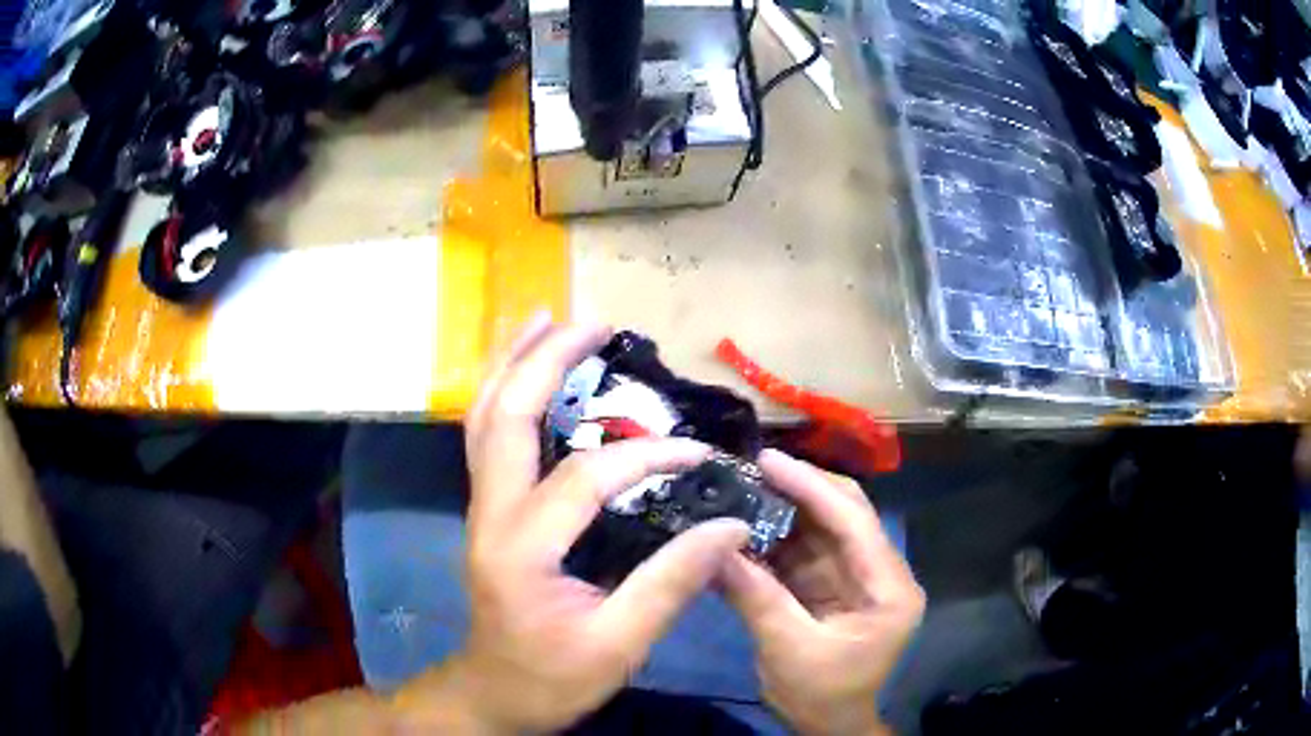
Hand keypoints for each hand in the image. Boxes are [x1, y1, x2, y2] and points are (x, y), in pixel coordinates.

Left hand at [418, 318, 751, 732]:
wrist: (492, 694)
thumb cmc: (551, 678)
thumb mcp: (617, 646)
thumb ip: (671, 584)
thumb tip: (730, 525)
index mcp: (523, 547)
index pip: (587, 478)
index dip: (647, 456)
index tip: (700, 452)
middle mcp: (492, 513)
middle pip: (506, 416)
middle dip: (547, 362)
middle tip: (593, 324)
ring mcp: (482, 508)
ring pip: (484, 418)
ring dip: (514, 364)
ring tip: (545, 320)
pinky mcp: (487, 511)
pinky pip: (488, 437)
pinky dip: (505, 394)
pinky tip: (525, 374)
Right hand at [720, 449, 924, 735]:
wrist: (828, 726)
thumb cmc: (821, 695)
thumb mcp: (788, 650)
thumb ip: (756, 596)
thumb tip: (713, 548)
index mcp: (889, 588)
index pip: (855, 524)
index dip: (812, 487)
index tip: (769, 460)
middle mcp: (879, 573)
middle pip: (843, 515)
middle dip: (799, 489)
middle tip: (750, 468)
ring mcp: (855, 578)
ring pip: (821, 528)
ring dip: (782, 509)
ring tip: (739, 488)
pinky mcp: (831, 586)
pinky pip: (803, 552)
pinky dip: (773, 539)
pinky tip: (742, 525)